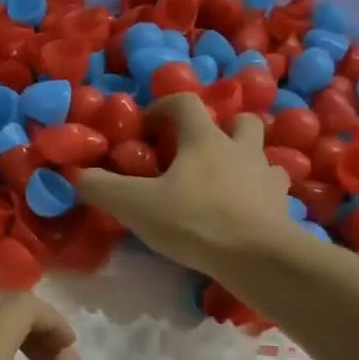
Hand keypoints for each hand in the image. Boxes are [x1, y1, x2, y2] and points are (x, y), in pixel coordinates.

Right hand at [75, 92, 291, 274]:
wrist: (258, 257)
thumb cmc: (194, 221)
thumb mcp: (135, 205)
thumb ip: (102, 188)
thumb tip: (77, 175)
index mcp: (204, 139)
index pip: (184, 103)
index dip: (162, 109)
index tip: (146, 130)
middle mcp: (240, 148)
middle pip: (238, 120)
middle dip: (218, 128)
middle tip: (195, 153)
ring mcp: (266, 176)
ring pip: (260, 153)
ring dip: (242, 159)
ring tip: (221, 182)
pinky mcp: (281, 205)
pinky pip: (272, 188)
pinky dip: (258, 192)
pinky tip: (243, 209)